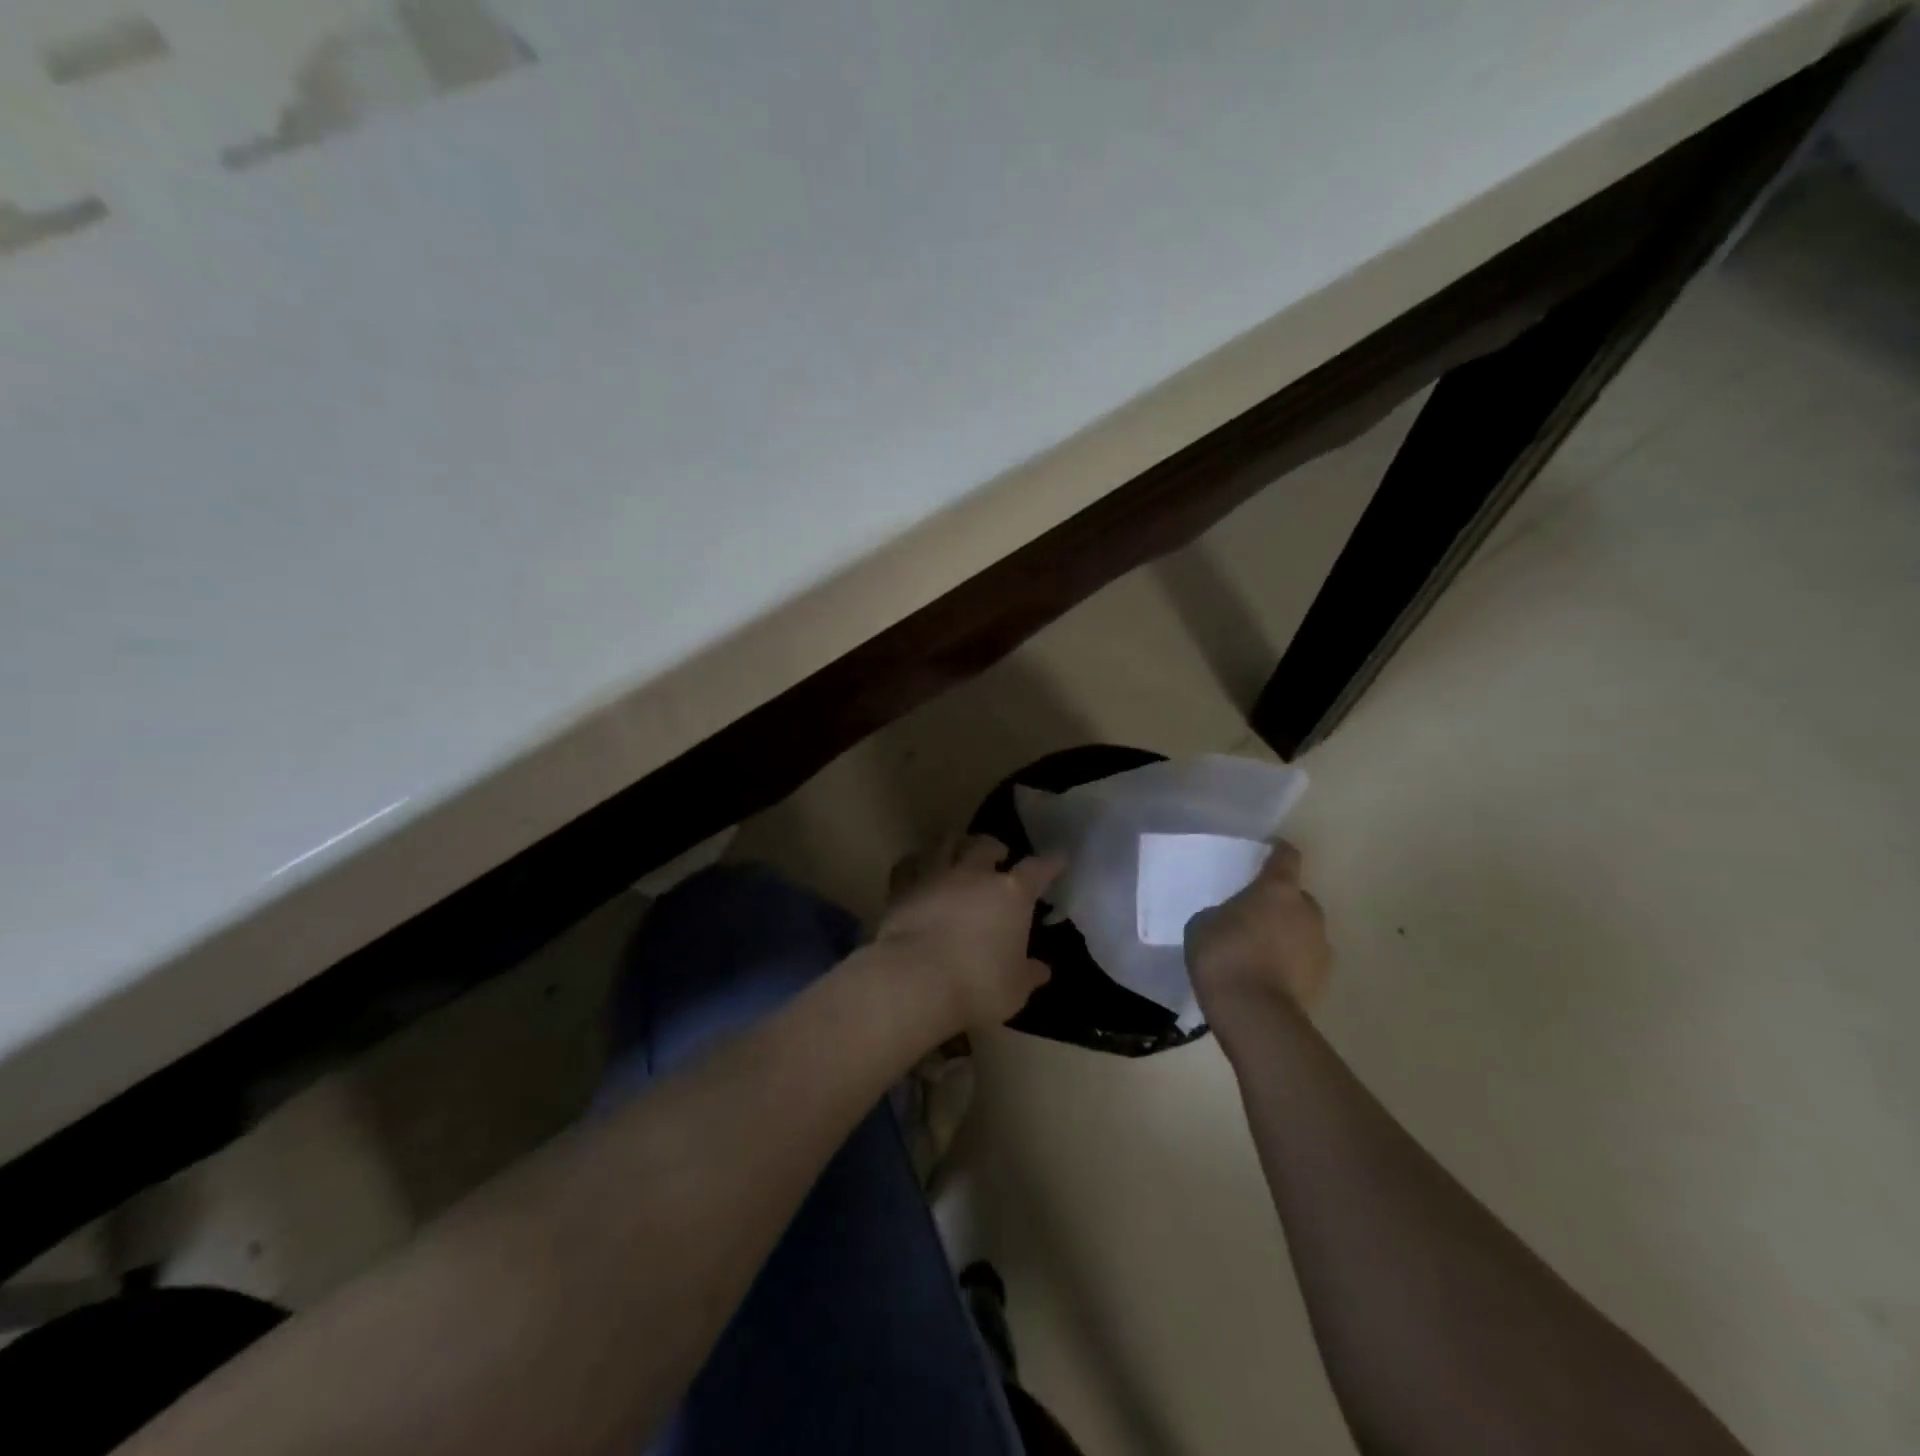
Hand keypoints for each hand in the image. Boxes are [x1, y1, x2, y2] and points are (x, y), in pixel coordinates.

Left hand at [874, 836, 1061, 1033]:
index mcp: (1011, 893)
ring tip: (958, 851)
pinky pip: (909, 864)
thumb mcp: (1014, 989)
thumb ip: (1028, 974)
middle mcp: (974, 874)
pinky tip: (918, 869)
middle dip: (994, 847)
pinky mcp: (902, 887)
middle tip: (998, 856)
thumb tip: (1041, 969)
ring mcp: (936, 875)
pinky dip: (917, 862)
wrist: (915, 979)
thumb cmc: (977, 985)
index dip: (1050, 864)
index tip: (1057, 860)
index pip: (1037, 870)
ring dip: (956, 844)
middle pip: (985, 844)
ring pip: (946, 843)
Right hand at [1185, 841, 1330, 1026]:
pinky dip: (1292, 962)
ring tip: (1260, 951)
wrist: (1254, 1013)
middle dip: (1280, 903)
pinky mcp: (1324, 978)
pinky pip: (1305, 959)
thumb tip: (1233, 918)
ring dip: (1288, 934)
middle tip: (1254, 916)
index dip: (1278, 851)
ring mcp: (1320, 945)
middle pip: (1298, 897)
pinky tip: (1269, 976)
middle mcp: (1307, 910)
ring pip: (1304, 929)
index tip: (1268, 851)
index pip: (1286, 856)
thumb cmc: (1223, 955)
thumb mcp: (1203, 923)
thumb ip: (1222, 912)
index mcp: (1277, 889)